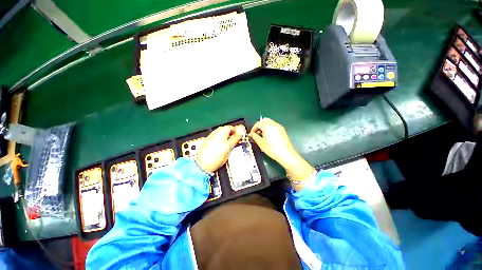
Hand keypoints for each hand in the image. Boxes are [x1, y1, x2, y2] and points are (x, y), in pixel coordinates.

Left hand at [196, 126, 242, 173]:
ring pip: (221, 136)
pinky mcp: (208, 143)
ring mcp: (211, 137)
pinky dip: (221, 143)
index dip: (236, 132)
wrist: (204, 164)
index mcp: (221, 131)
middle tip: (235, 142)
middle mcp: (215, 132)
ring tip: (229, 147)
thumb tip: (239, 135)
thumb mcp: (230, 146)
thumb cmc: (216, 155)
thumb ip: (235, 139)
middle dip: (231, 136)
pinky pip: (217, 140)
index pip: (231, 127)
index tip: (239, 137)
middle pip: (226, 131)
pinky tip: (222, 149)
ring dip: (226, 139)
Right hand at [248, 118, 297, 166]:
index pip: (258, 123)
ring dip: (264, 126)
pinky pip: (274, 126)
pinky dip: (270, 128)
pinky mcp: (282, 130)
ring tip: (263, 136)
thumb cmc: (272, 149)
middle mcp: (274, 124)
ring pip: (269, 122)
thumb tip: (251, 134)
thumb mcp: (261, 143)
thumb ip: (255, 137)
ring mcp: (279, 126)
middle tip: (257, 133)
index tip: (252, 134)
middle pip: (264, 120)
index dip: (253, 128)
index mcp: (268, 126)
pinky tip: (269, 136)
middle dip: (259, 126)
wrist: (286, 154)